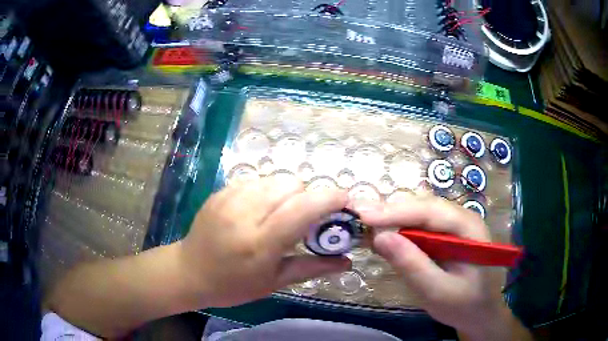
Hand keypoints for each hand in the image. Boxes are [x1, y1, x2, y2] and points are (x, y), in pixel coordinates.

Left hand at [178, 177, 350, 307]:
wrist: (189, 272)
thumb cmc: (233, 285)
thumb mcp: (274, 282)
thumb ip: (313, 267)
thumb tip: (348, 262)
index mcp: (261, 242)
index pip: (303, 208)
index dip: (330, 198)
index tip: (344, 201)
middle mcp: (245, 213)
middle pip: (292, 185)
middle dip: (308, 197)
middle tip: (307, 218)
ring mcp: (229, 198)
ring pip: (275, 179)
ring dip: (288, 193)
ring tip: (283, 214)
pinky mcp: (220, 192)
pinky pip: (256, 180)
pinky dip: (268, 191)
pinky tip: (261, 210)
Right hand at [356, 196, 529, 340]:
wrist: (479, 312)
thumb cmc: (463, 304)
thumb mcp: (437, 291)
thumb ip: (412, 265)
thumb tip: (380, 237)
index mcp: (468, 227)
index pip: (430, 211)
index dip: (396, 211)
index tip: (363, 216)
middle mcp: (461, 218)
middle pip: (422, 207)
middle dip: (390, 212)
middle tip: (358, 219)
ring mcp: (453, 226)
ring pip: (418, 214)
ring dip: (392, 220)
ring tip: (365, 227)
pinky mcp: (444, 236)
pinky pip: (419, 227)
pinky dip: (398, 231)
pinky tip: (383, 237)